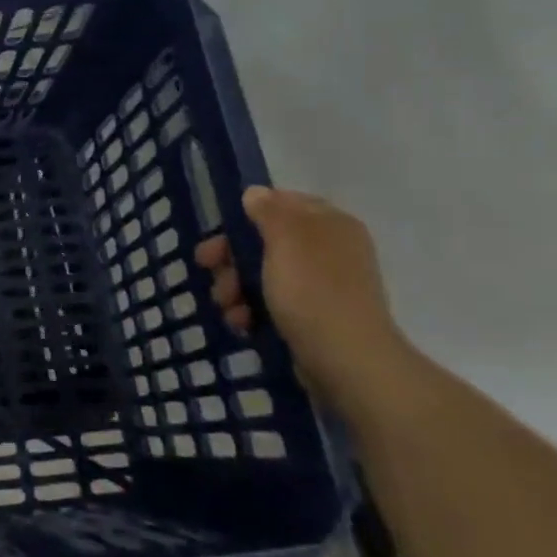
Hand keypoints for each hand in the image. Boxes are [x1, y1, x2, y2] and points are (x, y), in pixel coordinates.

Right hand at [195, 186, 410, 410]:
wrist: (347, 362)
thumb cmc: (313, 291)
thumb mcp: (285, 240)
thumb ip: (268, 211)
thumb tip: (256, 194)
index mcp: (330, 224)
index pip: (283, 203)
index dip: (247, 215)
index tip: (220, 232)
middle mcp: (329, 250)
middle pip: (265, 241)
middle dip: (232, 257)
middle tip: (208, 269)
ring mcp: (322, 286)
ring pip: (263, 274)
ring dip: (235, 287)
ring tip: (227, 307)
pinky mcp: (313, 318)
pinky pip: (272, 303)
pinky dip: (252, 310)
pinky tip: (242, 323)